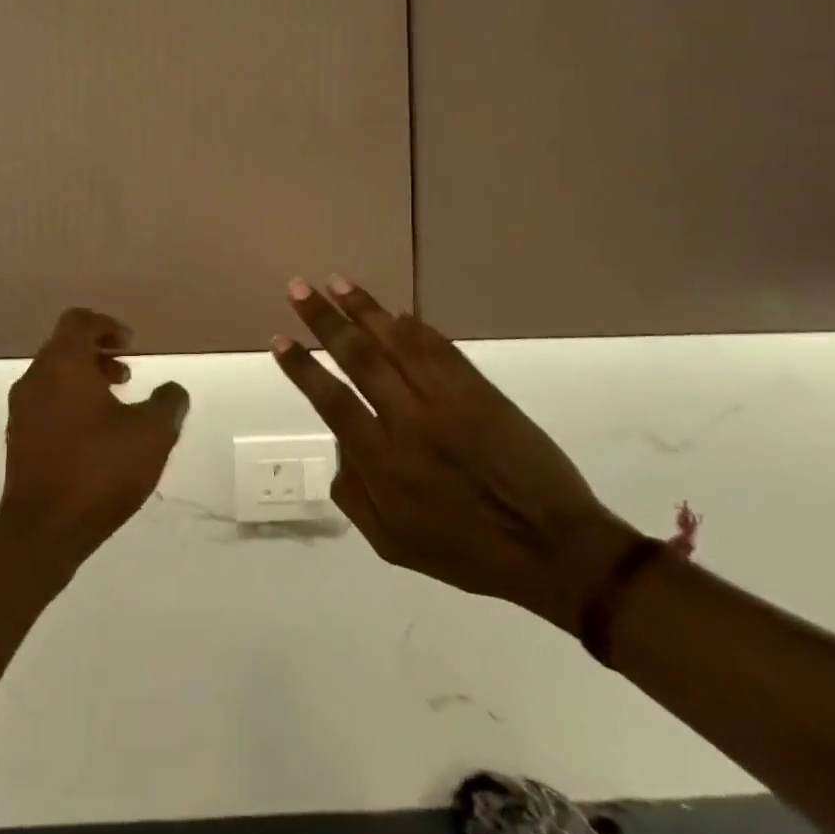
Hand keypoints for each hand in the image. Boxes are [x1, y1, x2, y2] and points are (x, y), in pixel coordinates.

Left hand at [0, 308, 190, 577]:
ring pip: (55, 374)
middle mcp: (35, 377)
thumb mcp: (151, 435)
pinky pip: (47, 400)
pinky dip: (71, 400)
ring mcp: (22, 408)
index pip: (78, 321)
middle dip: (98, 353)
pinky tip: (96, 434)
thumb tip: (173, 390)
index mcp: (62, 364)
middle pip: (65, 346)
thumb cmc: (98, 471)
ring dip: (86, 378)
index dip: (107, 325)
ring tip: (117, 404)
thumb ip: (168, 403)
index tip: (131, 344)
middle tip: (128, 373)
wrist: (42, 530)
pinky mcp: (18, 436)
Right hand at [272, 276, 637, 631]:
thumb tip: (340, 446)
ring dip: (365, 310)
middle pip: (359, 358)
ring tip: (338, 281)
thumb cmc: (467, 552)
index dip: (303, 367)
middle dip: (324, 320)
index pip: (331, 400)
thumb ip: (352, 496)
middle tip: (299, 288)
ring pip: (398, 343)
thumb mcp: (392, 544)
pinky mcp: (482, 392)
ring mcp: (448, 401)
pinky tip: (396, 312)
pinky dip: (417, 328)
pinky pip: (442, 350)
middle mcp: (409, 421)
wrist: (555, 549)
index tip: (279, 340)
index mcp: (382, 461)